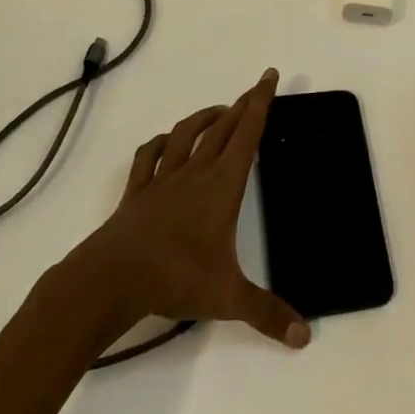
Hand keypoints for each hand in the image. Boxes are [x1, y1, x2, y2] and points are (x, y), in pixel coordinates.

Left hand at [73, 69, 308, 348]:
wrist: (110, 280)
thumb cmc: (174, 279)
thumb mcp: (227, 298)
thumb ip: (267, 314)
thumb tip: (305, 337)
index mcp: (222, 185)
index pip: (248, 134)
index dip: (261, 102)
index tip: (269, 76)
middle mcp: (196, 172)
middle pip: (223, 127)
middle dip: (242, 104)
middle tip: (256, 88)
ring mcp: (163, 180)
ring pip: (188, 134)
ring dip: (206, 117)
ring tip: (220, 111)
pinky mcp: (137, 192)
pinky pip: (150, 156)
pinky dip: (161, 143)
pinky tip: (167, 142)